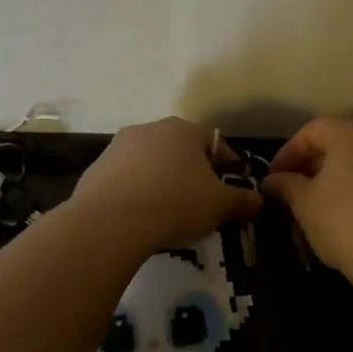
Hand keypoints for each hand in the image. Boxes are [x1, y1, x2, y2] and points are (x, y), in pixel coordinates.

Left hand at [71, 117, 260, 252]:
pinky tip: (140, 217)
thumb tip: (258, 200)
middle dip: (193, 172)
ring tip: (170, 212)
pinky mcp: (94, 171)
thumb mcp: (220, 206)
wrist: (111, 222)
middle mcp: (148, 129)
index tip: (236, 183)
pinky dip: (136, 194)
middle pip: (179, 150)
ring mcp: (117, 148)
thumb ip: (242, 201)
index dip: (229, 163)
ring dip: (162, 181)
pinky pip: (125, 181)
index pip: (215, 142)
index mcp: (182, 130)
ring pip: (150, 164)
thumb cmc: (176, 204)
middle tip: (203, 200)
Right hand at [263, 117, 352, 282]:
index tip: (274, 179)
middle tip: (299, 195)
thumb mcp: (304, 204)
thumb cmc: (344, 223)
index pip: (312, 131)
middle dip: (317, 168)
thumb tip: (273, 180)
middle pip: (343, 145)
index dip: (288, 154)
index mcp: (352, 133)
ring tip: (329, 210)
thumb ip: (286, 185)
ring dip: (345, 181)